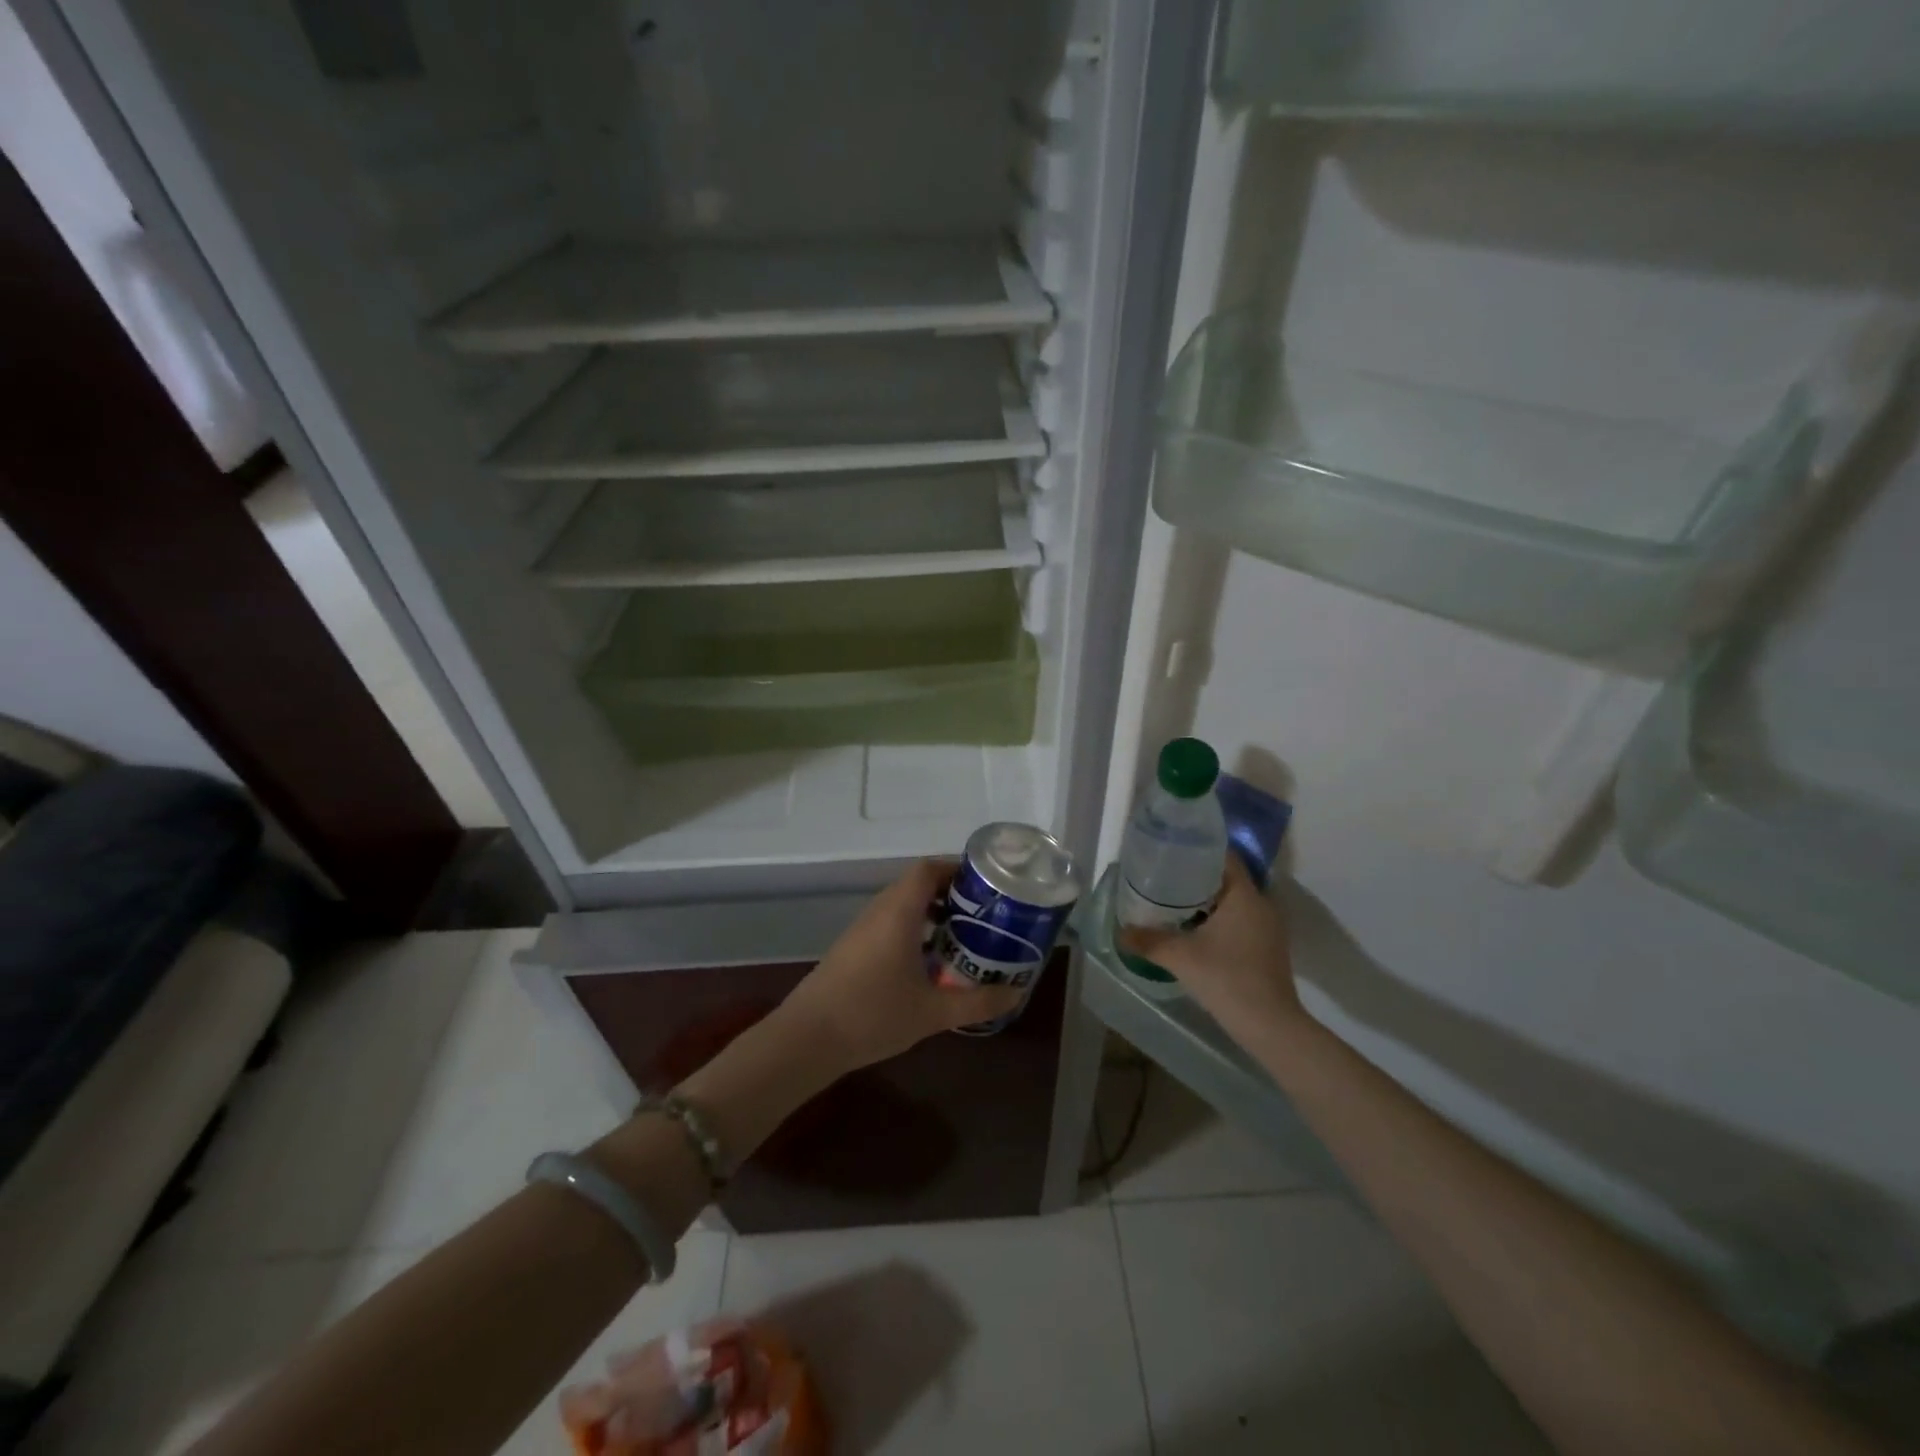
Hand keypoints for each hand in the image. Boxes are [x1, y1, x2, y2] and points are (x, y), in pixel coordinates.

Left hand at [777, 860, 1022, 1073]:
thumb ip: (978, 1002)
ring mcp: (862, 929)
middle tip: (984, 913)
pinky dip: (914, 928)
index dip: (957, 868)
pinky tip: (929, 962)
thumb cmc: (873, 1015)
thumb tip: (1016, 993)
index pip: (928, 869)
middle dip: (951, 893)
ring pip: (902, 905)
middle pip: (916, 884)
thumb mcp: (934, 1012)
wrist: (807, 1039)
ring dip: (932, 912)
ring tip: (963, 936)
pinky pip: (889, 923)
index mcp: (898, 911)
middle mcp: (879, 911)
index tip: (987, 885)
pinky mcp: (852, 948)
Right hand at [1118, 855, 1303, 1037]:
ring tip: (1172, 901)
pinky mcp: (1267, 947)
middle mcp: (1261, 904)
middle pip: (1226, 877)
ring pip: (1233, 900)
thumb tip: (1120, 931)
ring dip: (1206, 899)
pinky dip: (1217, 918)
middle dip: (1196, 875)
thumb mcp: (1180, 957)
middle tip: (1163, 876)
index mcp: (1244, 895)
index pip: (1224, 856)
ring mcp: (1267, 927)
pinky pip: (1239, 919)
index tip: (1171, 850)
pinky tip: (1193, 929)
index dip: (1198, 849)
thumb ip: (1148, 940)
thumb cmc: (1227, 979)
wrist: (1270, 1026)